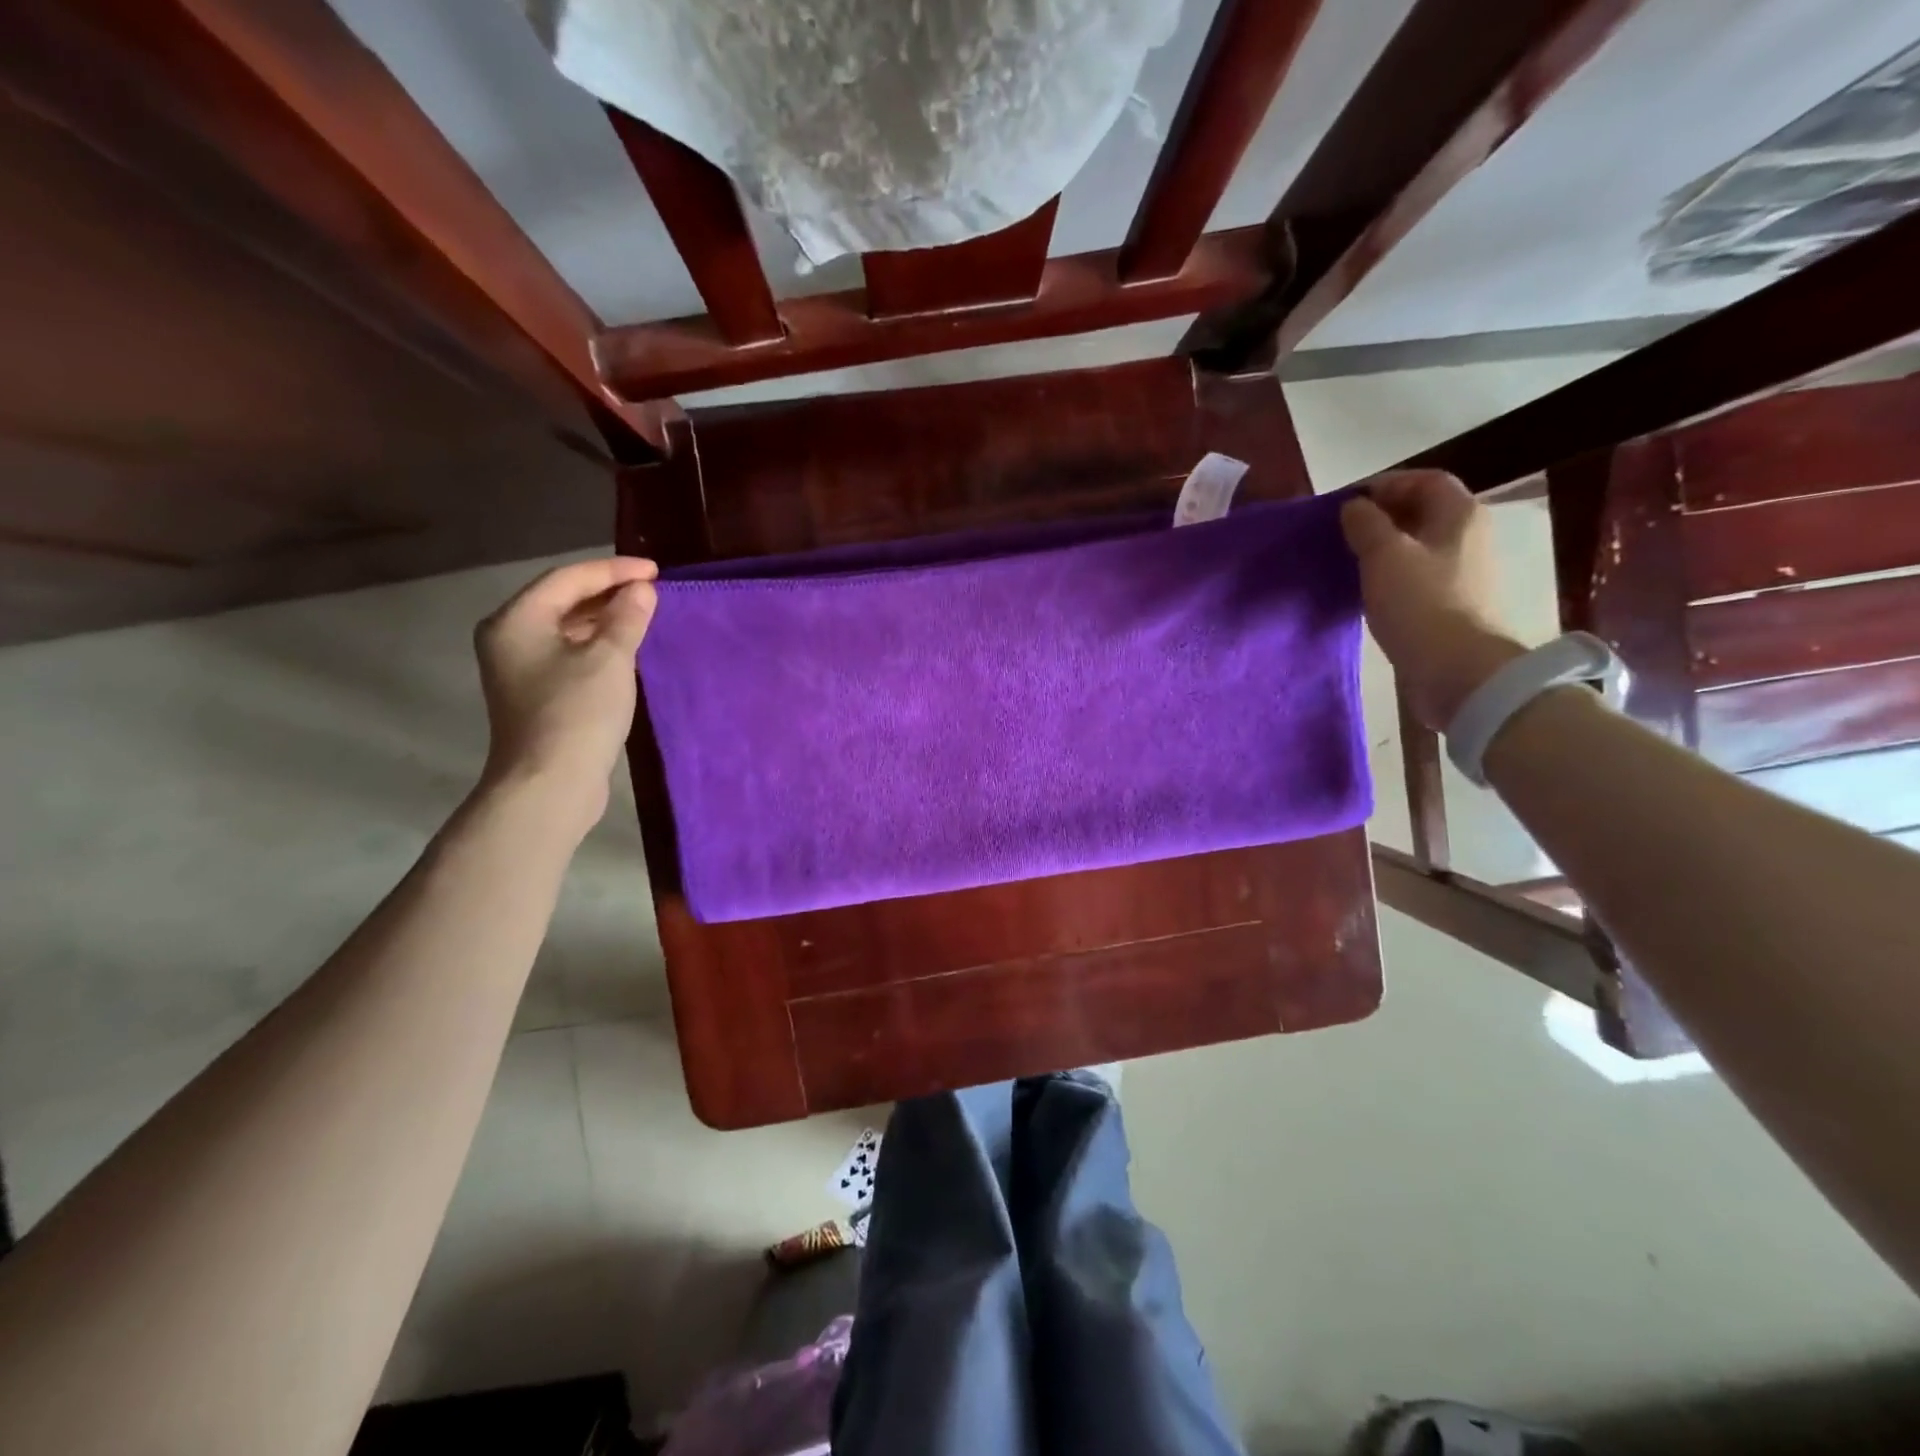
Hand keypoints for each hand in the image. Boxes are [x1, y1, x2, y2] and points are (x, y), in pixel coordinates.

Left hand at [473, 558, 658, 832]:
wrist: (550, 783)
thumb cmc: (577, 713)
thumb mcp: (610, 659)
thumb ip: (627, 617)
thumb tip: (641, 590)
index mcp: (516, 620)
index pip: (568, 579)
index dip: (613, 570)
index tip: (655, 571)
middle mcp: (509, 637)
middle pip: (561, 600)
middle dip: (608, 591)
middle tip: (650, 589)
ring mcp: (519, 667)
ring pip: (565, 627)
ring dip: (604, 618)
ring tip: (643, 612)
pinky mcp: (536, 693)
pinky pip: (568, 652)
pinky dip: (596, 643)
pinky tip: (624, 647)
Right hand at [1340, 470, 1526, 729]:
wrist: (1456, 670)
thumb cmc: (1420, 603)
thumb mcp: (1384, 555)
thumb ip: (1366, 524)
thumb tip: (1354, 507)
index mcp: (1459, 514)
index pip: (1425, 480)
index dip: (1386, 484)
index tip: (1348, 503)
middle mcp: (1469, 536)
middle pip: (1424, 512)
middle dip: (1383, 516)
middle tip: (1344, 532)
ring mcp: (1464, 573)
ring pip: (1419, 546)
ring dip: (1385, 548)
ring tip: (1350, 561)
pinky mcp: (1453, 604)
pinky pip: (1419, 576)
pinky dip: (1392, 575)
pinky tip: (1369, 590)